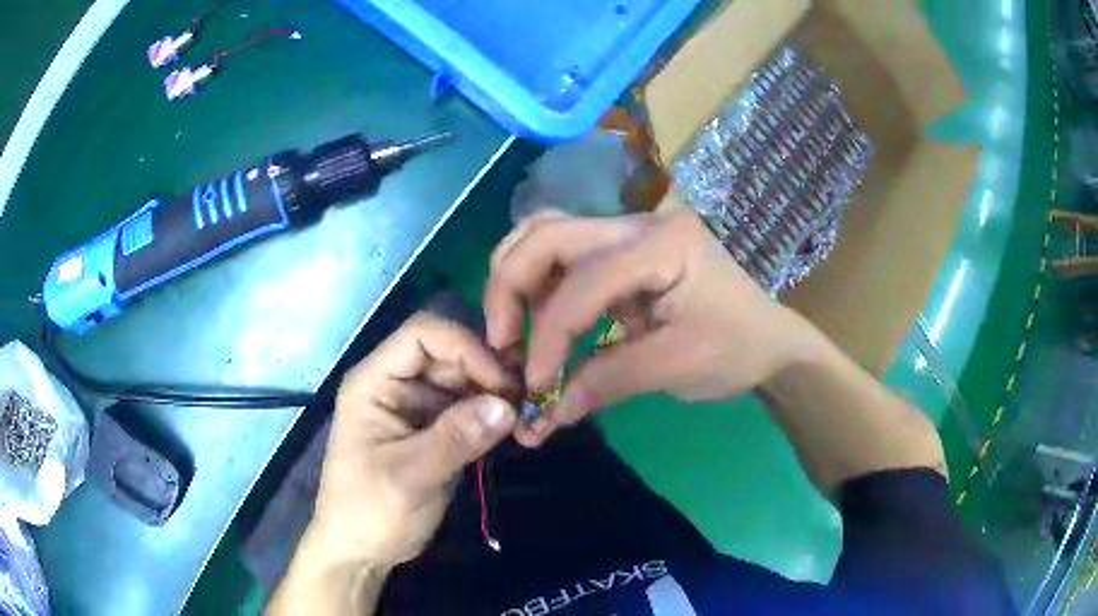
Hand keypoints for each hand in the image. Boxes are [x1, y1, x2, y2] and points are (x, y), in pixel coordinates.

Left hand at [307, 313, 518, 568]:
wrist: (361, 551)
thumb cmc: (369, 511)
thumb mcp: (409, 477)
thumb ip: (455, 439)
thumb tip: (507, 405)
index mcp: (375, 382)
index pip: (423, 335)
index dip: (465, 347)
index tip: (502, 381)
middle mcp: (397, 384)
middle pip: (449, 354)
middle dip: (488, 370)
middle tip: (525, 400)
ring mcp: (417, 407)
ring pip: (464, 379)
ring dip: (495, 392)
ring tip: (524, 415)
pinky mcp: (435, 429)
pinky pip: (469, 407)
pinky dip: (492, 414)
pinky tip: (513, 427)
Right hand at [484, 206, 818, 446]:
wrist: (772, 341)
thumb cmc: (737, 350)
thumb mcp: (674, 367)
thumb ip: (605, 382)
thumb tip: (545, 413)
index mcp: (661, 243)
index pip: (581, 282)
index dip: (547, 336)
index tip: (534, 386)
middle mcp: (637, 222)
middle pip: (547, 234)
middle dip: (509, 287)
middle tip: (500, 341)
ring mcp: (629, 231)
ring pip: (548, 236)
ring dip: (519, 281)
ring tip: (514, 332)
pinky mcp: (623, 250)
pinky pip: (566, 257)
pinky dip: (541, 288)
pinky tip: (540, 322)